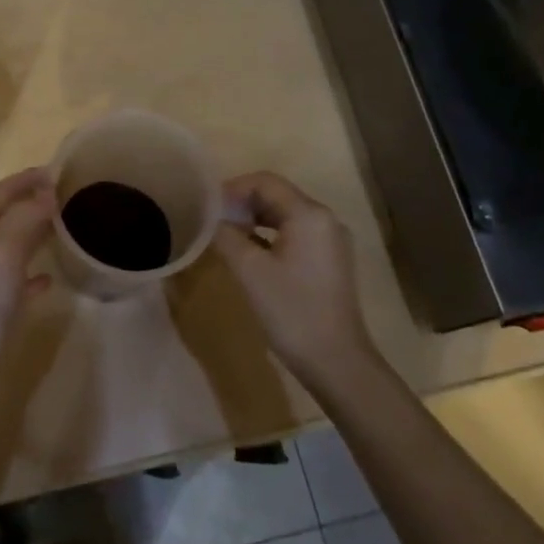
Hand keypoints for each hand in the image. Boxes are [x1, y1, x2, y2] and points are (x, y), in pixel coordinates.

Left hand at [0, 168, 55, 387]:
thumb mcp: (1, 252)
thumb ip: (25, 218)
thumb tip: (48, 191)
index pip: (1, 192)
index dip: (27, 179)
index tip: (61, 170)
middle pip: (4, 217)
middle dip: (33, 203)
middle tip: (71, 198)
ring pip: (9, 248)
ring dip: (34, 235)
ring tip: (66, 232)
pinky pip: (12, 283)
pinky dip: (31, 275)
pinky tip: (49, 281)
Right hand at [215, 171, 373, 384]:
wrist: (336, 361)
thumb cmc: (291, 311)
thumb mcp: (250, 270)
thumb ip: (226, 235)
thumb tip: (212, 218)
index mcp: (309, 214)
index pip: (265, 182)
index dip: (233, 188)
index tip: (207, 206)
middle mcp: (324, 219)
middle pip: (277, 195)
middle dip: (243, 203)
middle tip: (212, 221)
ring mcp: (330, 241)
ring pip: (286, 215)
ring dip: (255, 219)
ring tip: (226, 235)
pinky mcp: (330, 261)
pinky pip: (295, 234)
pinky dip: (270, 235)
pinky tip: (250, 253)